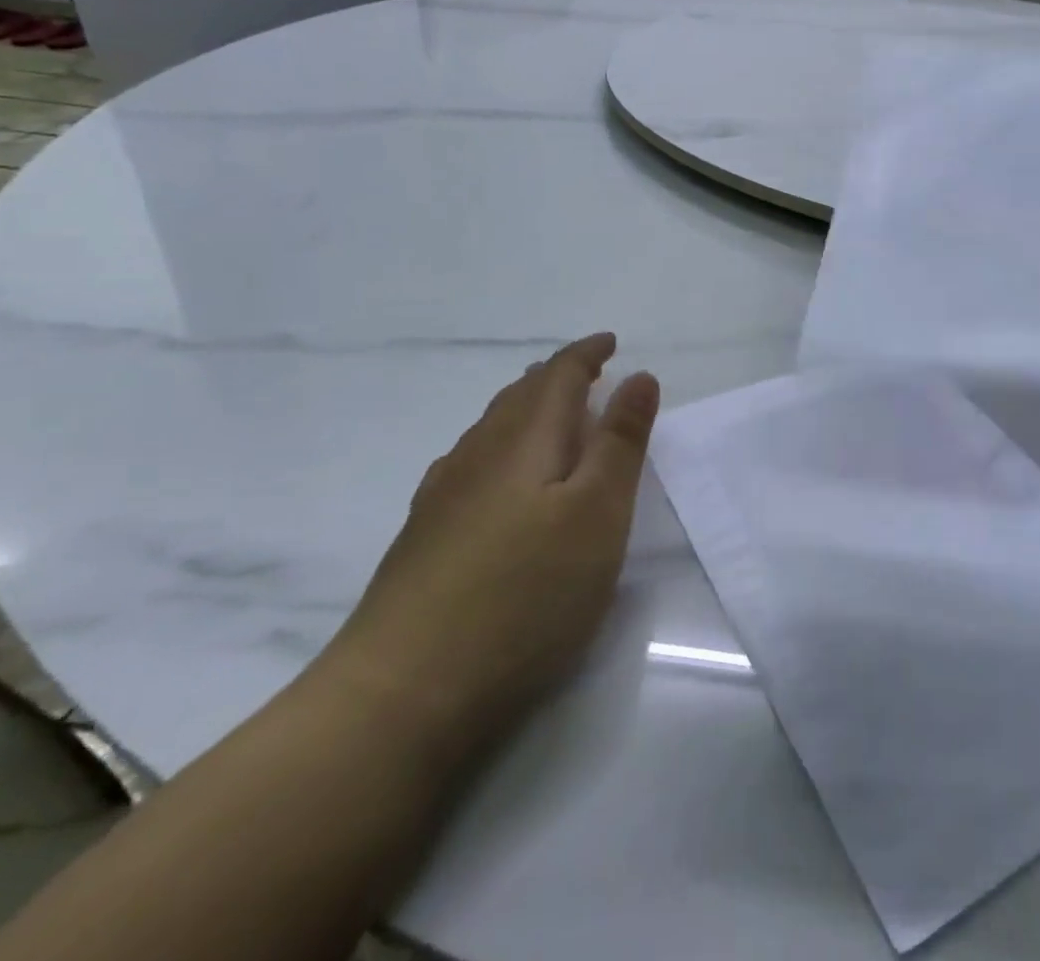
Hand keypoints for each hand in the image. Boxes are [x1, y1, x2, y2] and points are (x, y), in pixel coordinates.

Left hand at [314, 334, 659, 768]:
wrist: (400, 696)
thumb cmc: (525, 594)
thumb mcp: (599, 513)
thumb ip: (621, 441)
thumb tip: (639, 377)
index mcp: (524, 440)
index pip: (558, 376)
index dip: (586, 354)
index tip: (611, 342)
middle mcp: (477, 456)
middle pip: (519, 397)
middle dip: (556, 377)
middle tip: (588, 372)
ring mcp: (442, 498)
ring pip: (490, 430)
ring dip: (526, 410)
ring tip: (551, 415)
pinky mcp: (423, 540)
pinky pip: (470, 465)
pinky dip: (500, 449)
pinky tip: (497, 478)